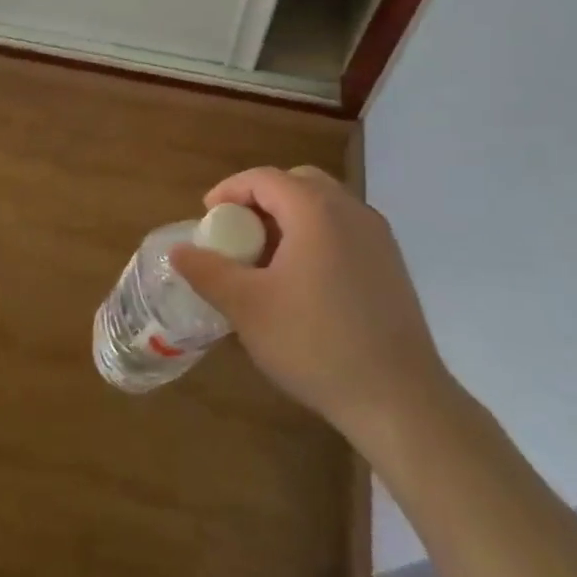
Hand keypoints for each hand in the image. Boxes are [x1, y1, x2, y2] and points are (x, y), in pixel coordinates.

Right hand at [171, 165, 454, 448]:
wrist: (398, 398)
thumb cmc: (315, 343)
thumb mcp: (247, 308)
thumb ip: (208, 272)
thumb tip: (178, 251)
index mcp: (316, 211)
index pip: (264, 178)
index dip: (229, 191)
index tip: (206, 217)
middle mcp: (351, 211)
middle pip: (298, 183)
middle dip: (261, 199)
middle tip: (237, 232)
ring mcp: (378, 238)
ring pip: (325, 205)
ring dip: (290, 217)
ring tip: (266, 258)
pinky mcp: (391, 265)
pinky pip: (345, 230)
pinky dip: (316, 236)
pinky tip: (303, 280)